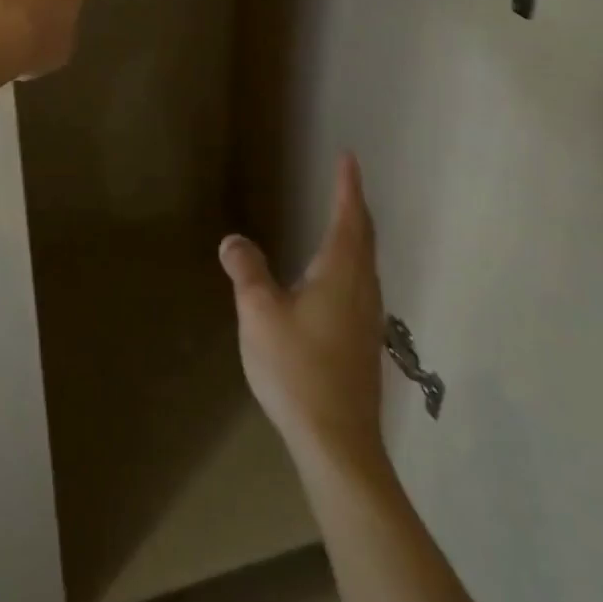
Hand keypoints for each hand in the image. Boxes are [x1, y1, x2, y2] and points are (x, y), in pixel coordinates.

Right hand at [221, 152, 386, 474]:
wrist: (338, 444)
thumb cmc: (298, 369)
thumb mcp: (259, 313)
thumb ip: (247, 271)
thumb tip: (233, 240)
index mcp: (340, 273)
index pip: (348, 216)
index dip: (348, 185)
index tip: (349, 157)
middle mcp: (361, 289)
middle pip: (365, 237)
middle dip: (355, 205)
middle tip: (346, 181)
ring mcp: (368, 318)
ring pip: (367, 262)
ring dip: (358, 234)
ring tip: (344, 220)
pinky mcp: (365, 343)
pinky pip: (363, 283)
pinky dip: (354, 261)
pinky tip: (337, 279)